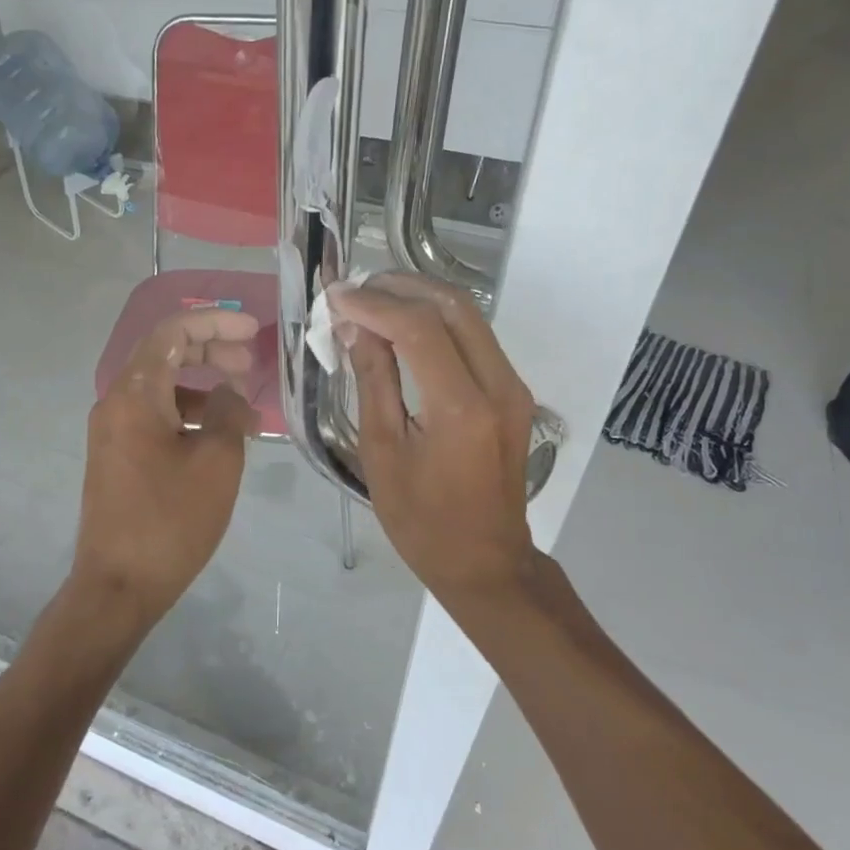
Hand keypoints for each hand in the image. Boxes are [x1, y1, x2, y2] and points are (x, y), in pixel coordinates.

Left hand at [71, 309, 259, 623]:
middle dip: (209, 350)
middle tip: (248, 363)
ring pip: (160, 388)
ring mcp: (111, 431)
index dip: (214, 322)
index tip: (251, 330)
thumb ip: (226, 413)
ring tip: (240, 407)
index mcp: (135, 394)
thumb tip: (228, 392)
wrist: (117, 586)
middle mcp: (115, 403)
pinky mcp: (115, 456)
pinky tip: (215, 435)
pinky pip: (153, 416)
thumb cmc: (170, 520)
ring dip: (200, 386)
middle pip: (164, 355)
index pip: (172, 332)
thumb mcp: (216, 462)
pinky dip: (185, 414)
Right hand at [330, 273, 536, 601]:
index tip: (336, 297)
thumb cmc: (421, 520)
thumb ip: (373, 381)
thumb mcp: (382, 452)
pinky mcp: (513, 392)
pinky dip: (437, 320)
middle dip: (400, 287)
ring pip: (469, 315)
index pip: (418, 327)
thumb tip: (356, 327)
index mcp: (461, 407)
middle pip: (452, 306)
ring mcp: (513, 386)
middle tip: (355, 290)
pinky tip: (403, 326)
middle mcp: (498, 385)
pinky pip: (475, 337)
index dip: (373, 304)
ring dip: (419, 298)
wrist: (486, 561)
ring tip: (373, 301)